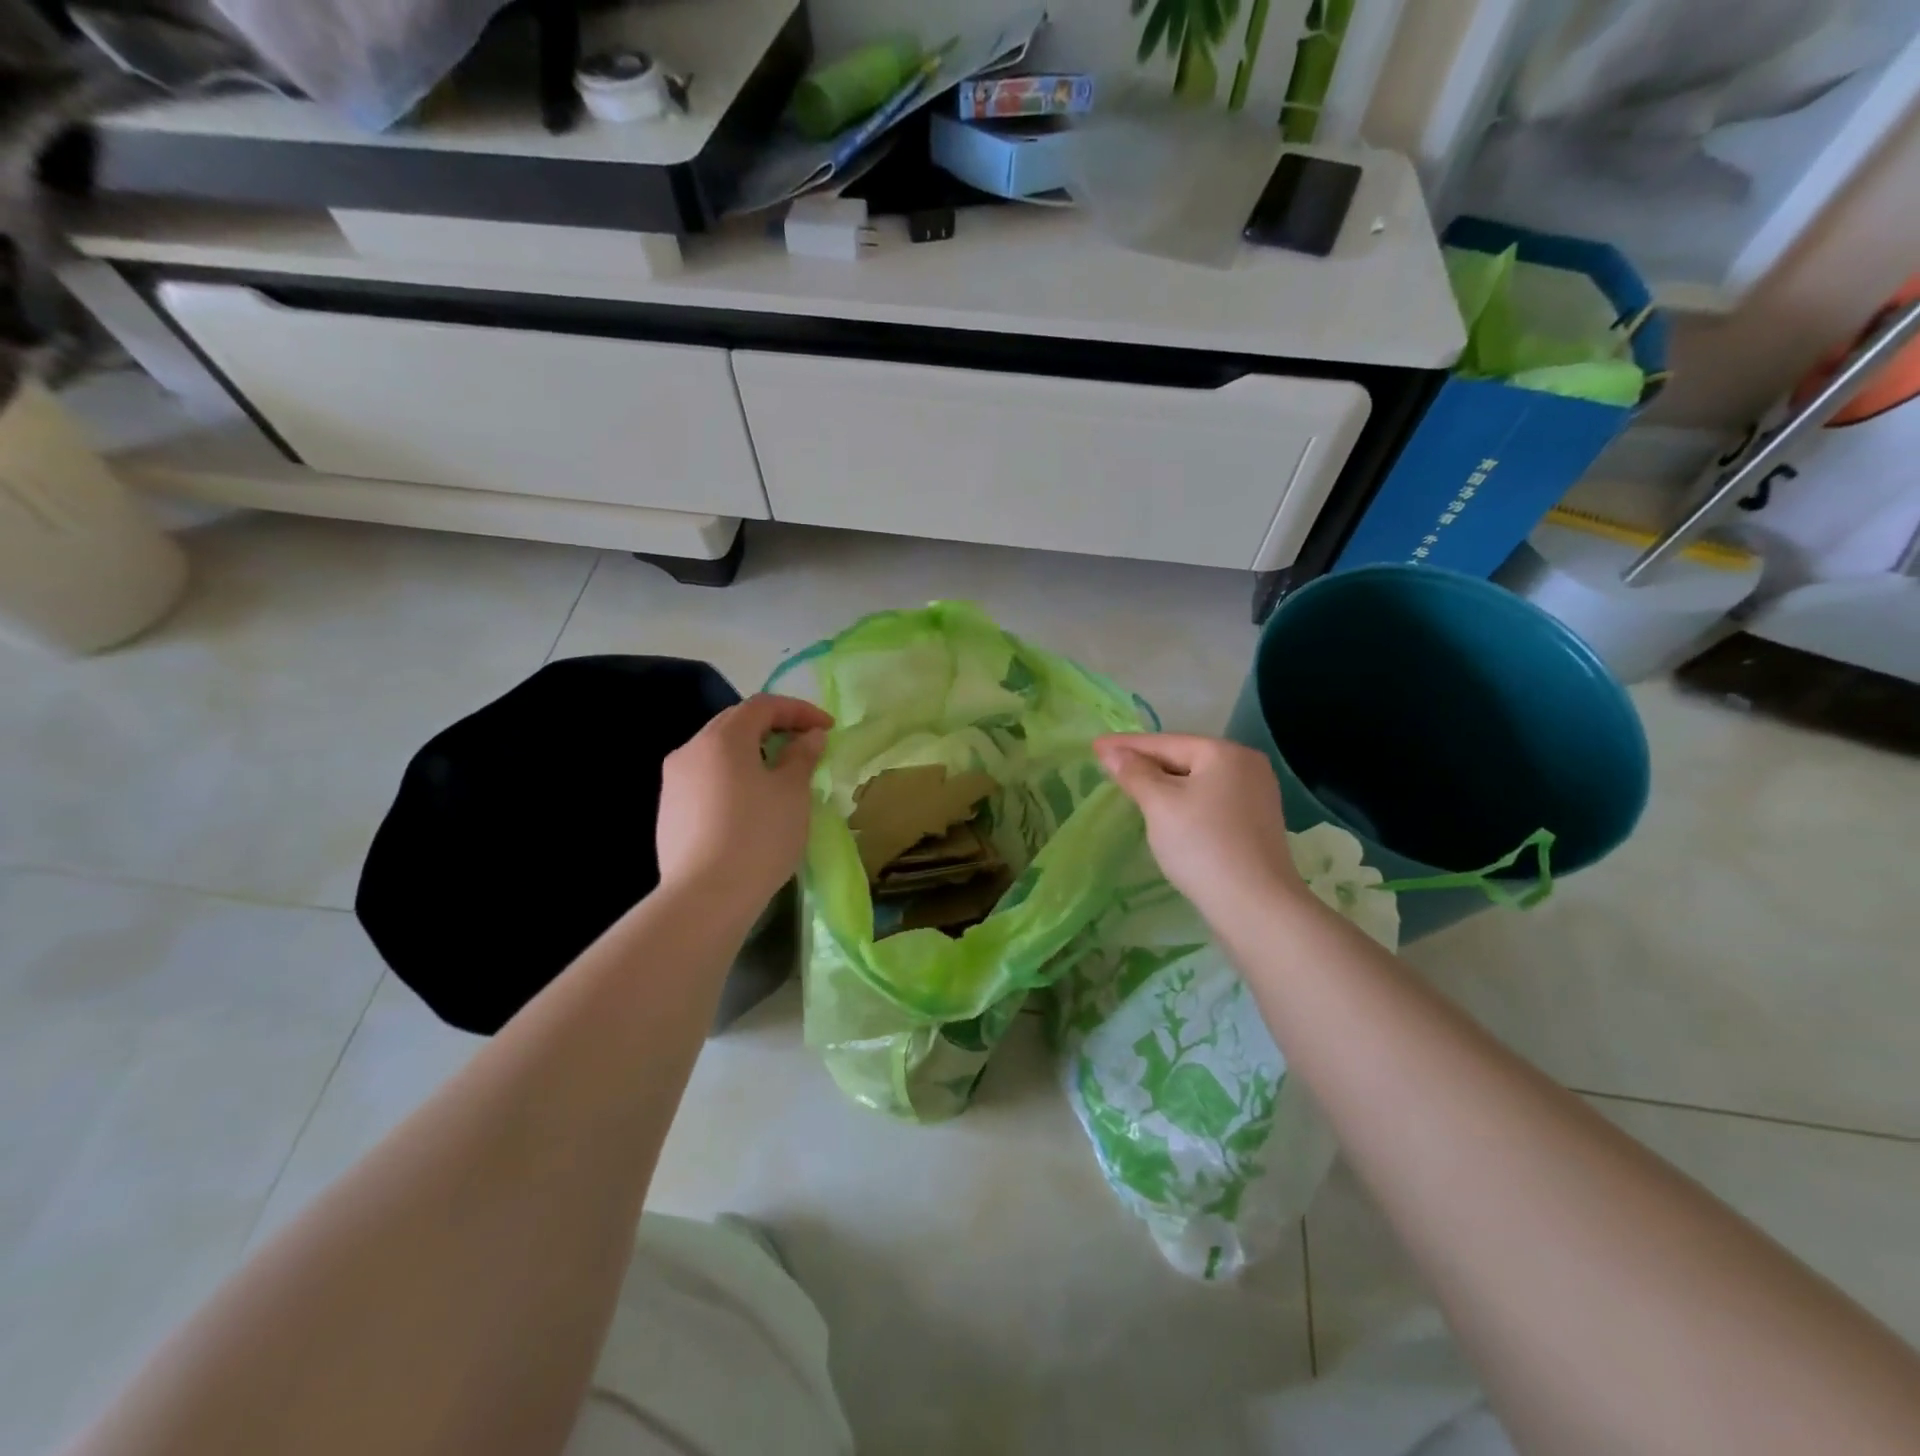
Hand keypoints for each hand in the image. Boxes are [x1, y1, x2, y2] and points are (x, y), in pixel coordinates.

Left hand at [657, 694, 832, 912]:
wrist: (705, 897)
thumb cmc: (758, 836)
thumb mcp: (792, 793)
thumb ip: (801, 756)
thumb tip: (809, 736)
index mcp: (723, 738)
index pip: (763, 705)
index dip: (799, 710)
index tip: (827, 728)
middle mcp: (691, 749)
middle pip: (735, 723)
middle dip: (773, 727)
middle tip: (805, 745)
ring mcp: (674, 781)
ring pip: (717, 752)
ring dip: (751, 753)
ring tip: (779, 775)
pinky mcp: (669, 810)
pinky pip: (706, 779)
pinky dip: (732, 777)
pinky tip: (749, 804)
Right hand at [1094, 733, 1310, 924]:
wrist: (1254, 905)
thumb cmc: (1202, 845)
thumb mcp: (1160, 804)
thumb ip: (1134, 773)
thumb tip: (1111, 751)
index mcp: (1225, 752)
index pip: (1165, 742)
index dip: (1125, 744)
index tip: (1094, 745)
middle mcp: (1246, 765)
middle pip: (1183, 757)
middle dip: (1145, 762)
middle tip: (1108, 765)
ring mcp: (1256, 794)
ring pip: (1196, 780)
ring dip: (1163, 782)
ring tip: (1131, 785)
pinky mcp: (1255, 822)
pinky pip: (1209, 800)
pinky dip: (1183, 800)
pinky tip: (1166, 810)